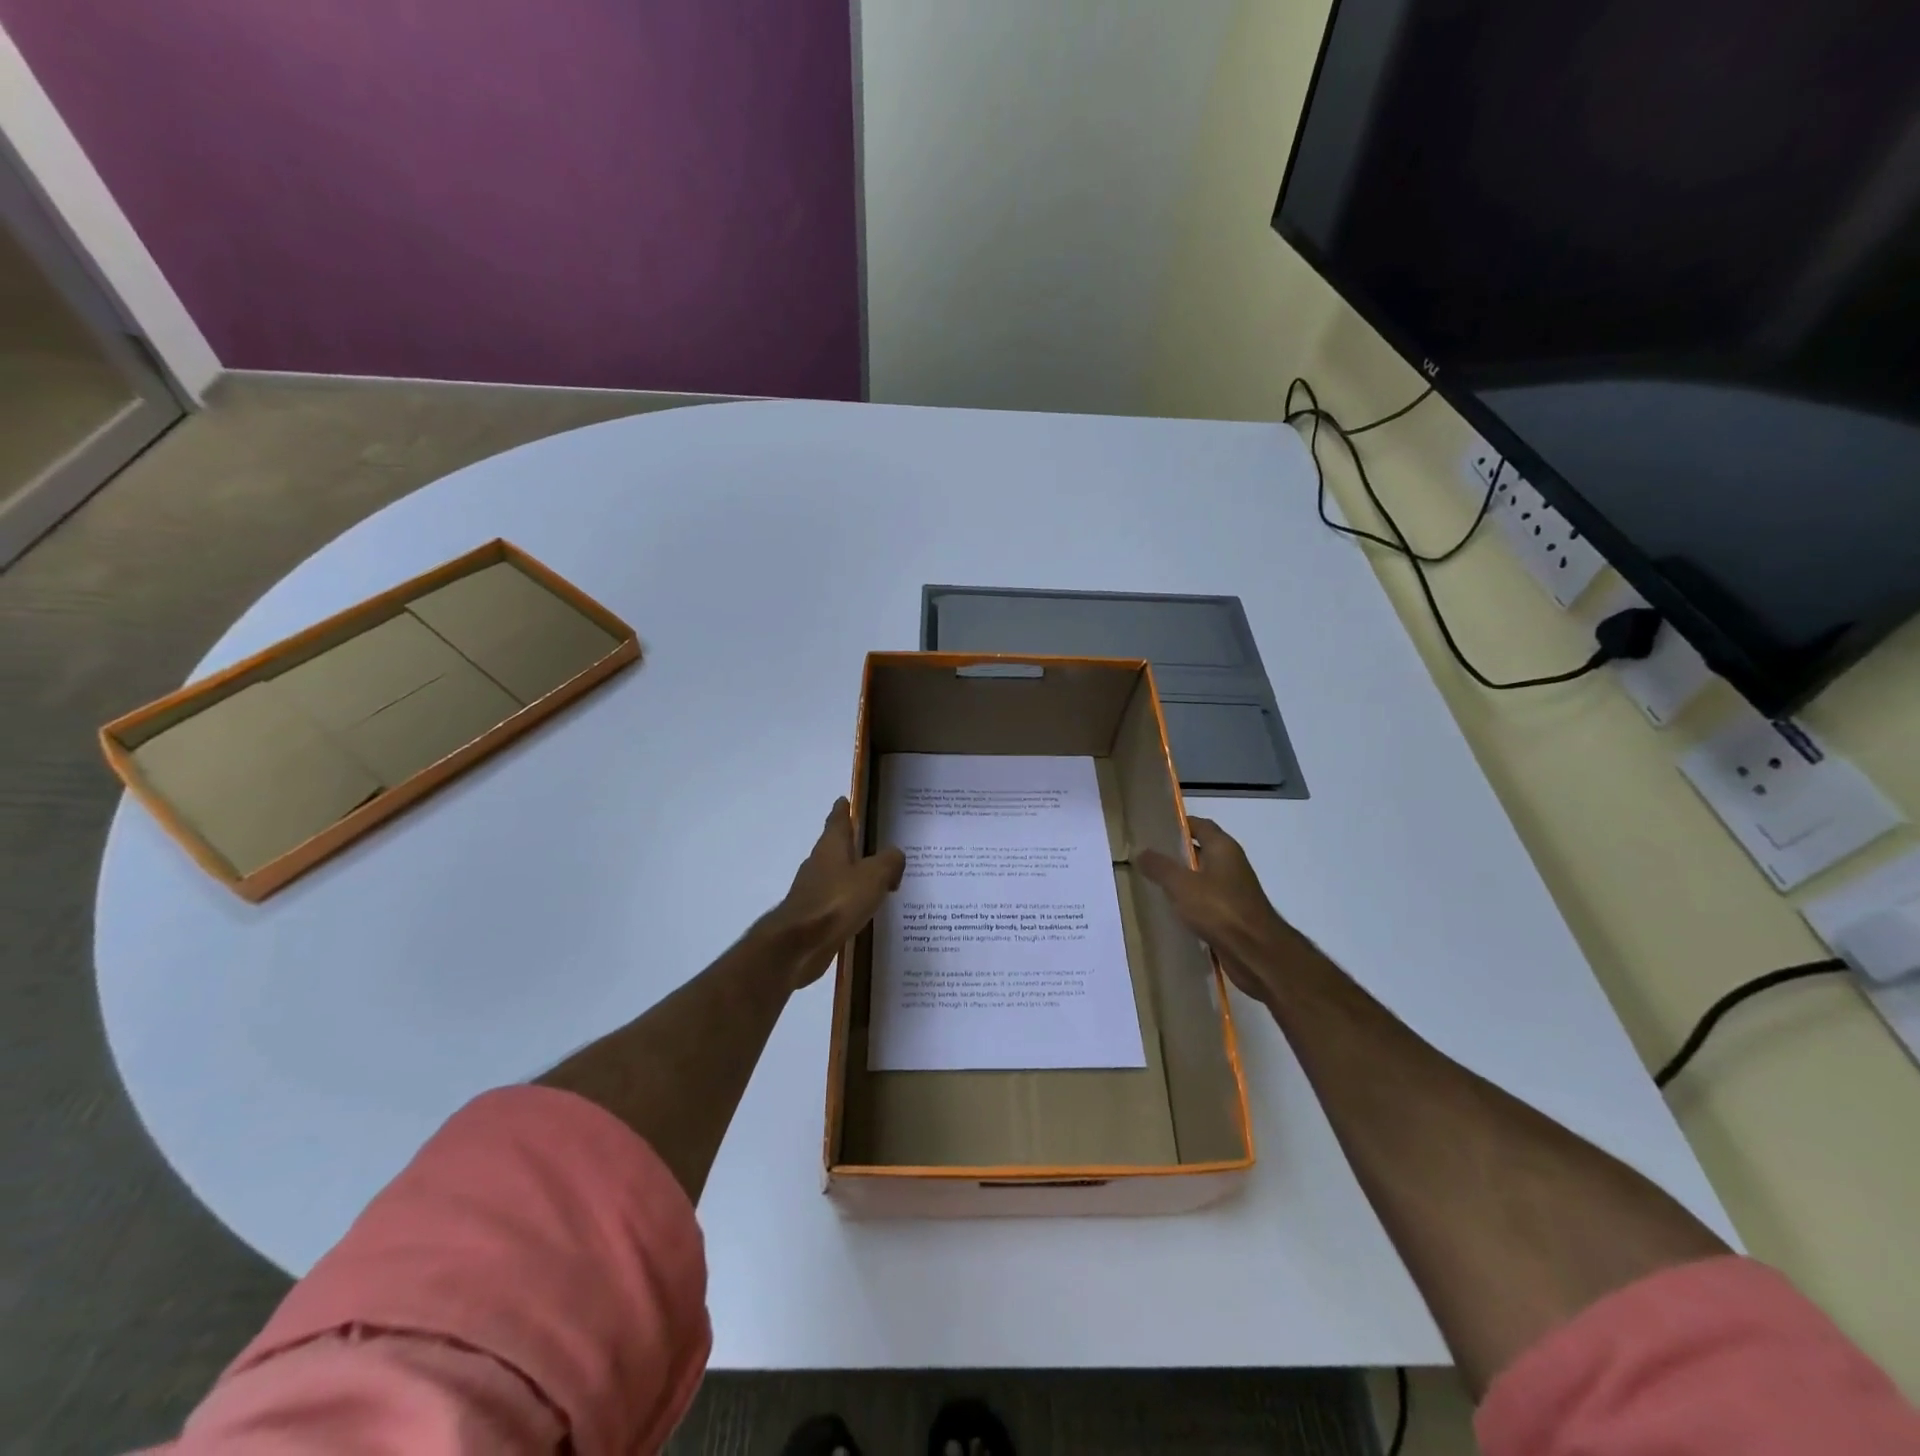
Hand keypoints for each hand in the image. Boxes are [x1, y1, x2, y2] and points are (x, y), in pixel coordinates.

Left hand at [759, 798, 905, 989]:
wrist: (799, 945)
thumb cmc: (837, 901)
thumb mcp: (874, 875)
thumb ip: (889, 862)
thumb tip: (895, 856)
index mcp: (831, 847)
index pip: (837, 821)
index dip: (842, 810)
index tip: (844, 800)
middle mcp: (819, 864)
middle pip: (835, 848)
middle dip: (850, 843)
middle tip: (870, 841)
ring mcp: (813, 891)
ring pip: (836, 876)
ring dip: (851, 874)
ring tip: (874, 878)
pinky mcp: (813, 917)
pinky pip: (837, 901)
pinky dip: (849, 901)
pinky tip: (863, 910)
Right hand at [1137, 817, 1307, 1004]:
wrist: (1256, 953)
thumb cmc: (1220, 909)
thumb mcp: (1182, 884)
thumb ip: (1160, 867)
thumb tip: (1141, 851)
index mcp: (1223, 849)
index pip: (1200, 825)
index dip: (1179, 824)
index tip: (1154, 828)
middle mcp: (1231, 865)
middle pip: (1201, 851)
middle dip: (1176, 853)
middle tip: (1147, 856)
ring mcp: (1234, 891)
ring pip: (1202, 878)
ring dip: (1182, 879)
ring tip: (1152, 882)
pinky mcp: (1232, 916)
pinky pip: (1206, 902)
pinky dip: (1190, 903)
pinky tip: (1170, 910)